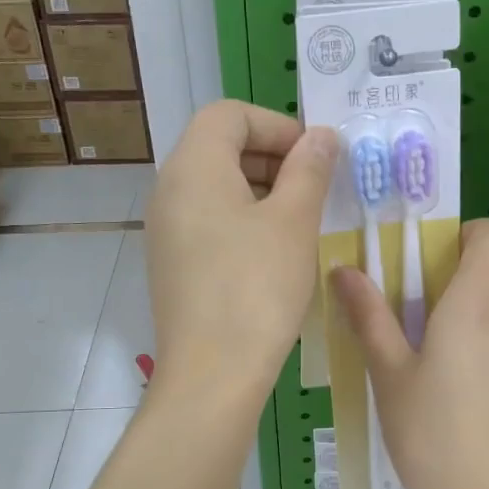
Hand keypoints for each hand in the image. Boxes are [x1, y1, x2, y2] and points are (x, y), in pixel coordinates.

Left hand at [146, 101, 337, 397]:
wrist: (212, 374)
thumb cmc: (256, 288)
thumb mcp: (293, 222)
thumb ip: (309, 169)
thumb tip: (322, 136)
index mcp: (193, 167)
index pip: (230, 114)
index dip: (277, 125)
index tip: (315, 157)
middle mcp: (169, 190)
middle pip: (221, 147)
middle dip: (273, 157)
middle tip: (317, 188)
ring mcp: (166, 230)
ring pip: (217, 188)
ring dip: (263, 191)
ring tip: (303, 221)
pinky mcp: (173, 264)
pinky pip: (210, 222)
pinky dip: (244, 221)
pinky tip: (276, 253)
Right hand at [331, 220, 488, 488]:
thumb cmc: (432, 437)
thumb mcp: (389, 375)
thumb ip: (370, 317)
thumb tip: (345, 269)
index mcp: (478, 306)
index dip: (469, 234)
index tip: (431, 258)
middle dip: (471, 264)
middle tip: (426, 294)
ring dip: (481, 300)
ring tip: (435, 340)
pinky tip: (458, 382)